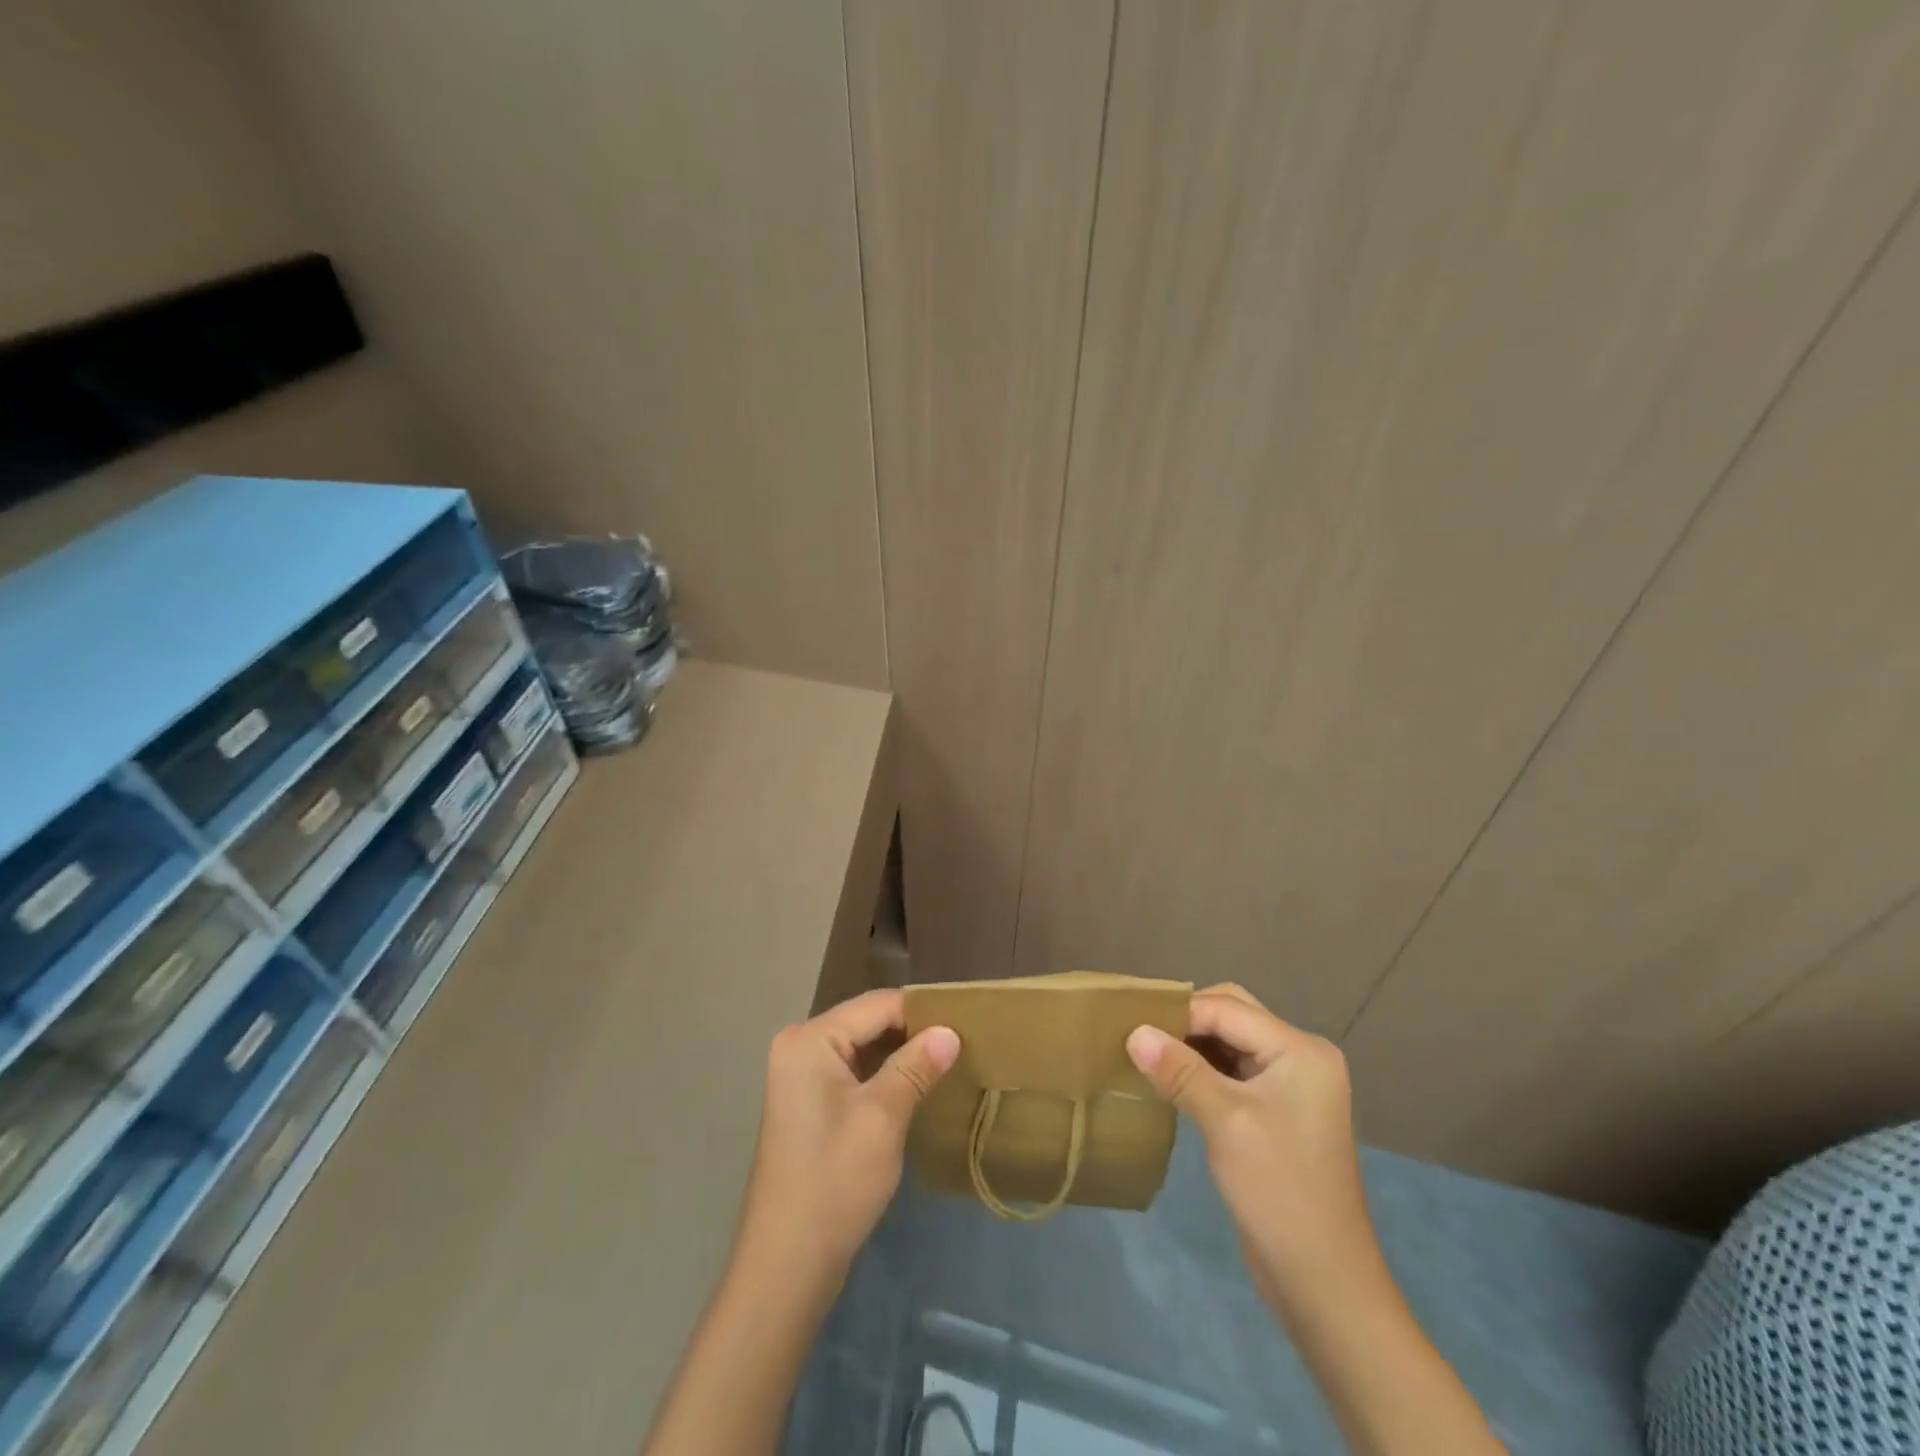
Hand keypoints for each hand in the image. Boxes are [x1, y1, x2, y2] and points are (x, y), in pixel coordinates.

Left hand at [738, 989, 959, 1275]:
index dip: (922, 1012)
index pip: (877, 1005)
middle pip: (868, 1022)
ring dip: (900, 1055)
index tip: (966, 1024)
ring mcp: (799, 1075)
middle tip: (960, 1045)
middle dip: (912, 1033)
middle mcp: (800, 1045)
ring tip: (945, 1063)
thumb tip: (950, 1031)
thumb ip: (916, 1066)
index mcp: (810, 1038)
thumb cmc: (835, 1181)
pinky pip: (852, 1071)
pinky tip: (914, 1088)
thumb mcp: (883, 1117)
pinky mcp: (807, 1102)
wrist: (786, 1263)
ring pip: (862, 1047)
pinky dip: (882, 1076)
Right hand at [1127, 983, 1376, 1312]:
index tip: (1129, 1022)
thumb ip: (1179, 1070)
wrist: (1323, 1283)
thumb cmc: (1279, 1191)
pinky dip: (1201, 1068)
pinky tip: (1170, 1080)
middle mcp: (1300, 1056)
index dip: (1178, 1013)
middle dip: (1186, 1021)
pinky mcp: (1276, 1110)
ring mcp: (1290, 1085)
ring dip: (1190, 1044)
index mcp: (1300, 1050)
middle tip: (1140, 1035)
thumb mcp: (1225, 1122)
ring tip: (1146, 1053)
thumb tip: (1134, 1032)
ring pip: (1230, 1041)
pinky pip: (1232, 1070)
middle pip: (1232, 1015)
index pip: (1227, 1009)